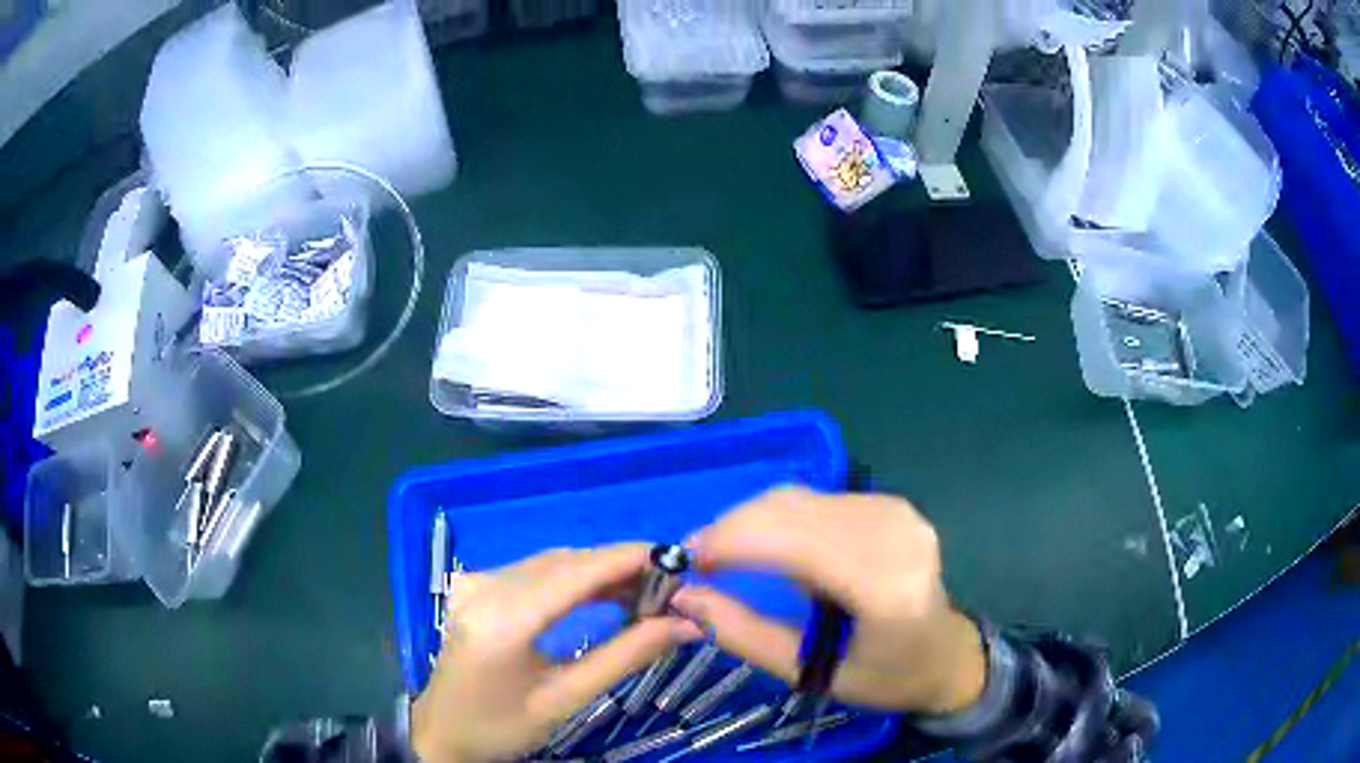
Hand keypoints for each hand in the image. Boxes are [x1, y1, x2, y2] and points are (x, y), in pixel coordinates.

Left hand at [412, 545, 702, 762]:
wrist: (443, 731)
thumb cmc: (503, 726)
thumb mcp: (566, 698)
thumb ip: (625, 656)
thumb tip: (684, 625)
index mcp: (503, 620)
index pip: (575, 572)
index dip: (628, 558)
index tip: (677, 560)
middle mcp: (486, 587)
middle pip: (565, 561)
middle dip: (619, 566)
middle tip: (668, 586)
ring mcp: (476, 582)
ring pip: (551, 562)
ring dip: (599, 570)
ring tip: (644, 592)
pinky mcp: (476, 586)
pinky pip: (534, 571)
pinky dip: (573, 577)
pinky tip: (601, 594)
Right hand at [671, 487, 985, 715]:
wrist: (946, 655)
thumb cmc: (883, 677)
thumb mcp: (809, 673)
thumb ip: (744, 635)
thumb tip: (684, 597)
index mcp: (886, 588)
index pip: (797, 543)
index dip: (734, 541)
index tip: (687, 560)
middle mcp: (896, 537)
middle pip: (794, 511)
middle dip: (733, 528)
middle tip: (697, 559)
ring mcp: (898, 513)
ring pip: (800, 499)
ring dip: (752, 521)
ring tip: (724, 554)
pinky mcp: (893, 505)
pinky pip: (818, 499)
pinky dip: (779, 518)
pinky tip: (766, 544)